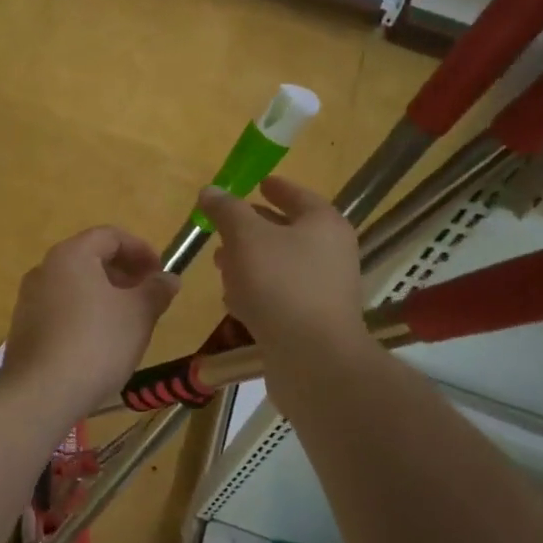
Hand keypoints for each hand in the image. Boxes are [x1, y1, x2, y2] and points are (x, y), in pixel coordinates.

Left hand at [0, 226, 179, 416]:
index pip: (109, 236)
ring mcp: (29, 299)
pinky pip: (61, 308)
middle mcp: (45, 269)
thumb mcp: (138, 314)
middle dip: (123, 273)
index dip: (140, 249)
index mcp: (71, 255)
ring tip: (128, 320)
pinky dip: (84, 313)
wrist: (41, 393)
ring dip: (104, 294)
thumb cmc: (97, 342)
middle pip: (90, 258)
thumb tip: (169, 278)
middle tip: (147, 295)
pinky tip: (100, 342)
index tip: (160, 272)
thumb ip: (156, 290)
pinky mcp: (24, 328)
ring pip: (75, 285)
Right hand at [197, 176, 364, 350]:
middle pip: (288, 231)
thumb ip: (227, 210)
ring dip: (250, 263)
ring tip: (220, 264)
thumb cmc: (281, 284)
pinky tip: (234, 301)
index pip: (297, 195)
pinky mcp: (313, 322)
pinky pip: (280, 296)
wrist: (314, 359)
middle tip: (224, 228)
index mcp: (323, 224)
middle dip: (253, 229)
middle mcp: (331, 253)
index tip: (257, 183)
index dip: (276, 188)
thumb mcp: (246, 237)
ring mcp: (324, 290)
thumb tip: (211, 190)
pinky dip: (258, 292)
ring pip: (281, 266)